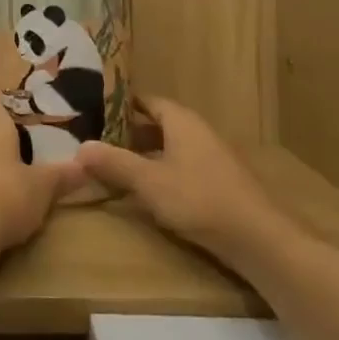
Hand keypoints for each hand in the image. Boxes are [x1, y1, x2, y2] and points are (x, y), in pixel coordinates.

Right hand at [77, 96, 277, 261]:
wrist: (259, 239)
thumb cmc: (199, 200)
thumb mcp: (149, 182)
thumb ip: (114, 163)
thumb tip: (79, 147)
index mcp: (181, 120)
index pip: (146, 100)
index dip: (120, 104)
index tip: (94, 111)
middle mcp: (197, 130)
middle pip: (158, 123)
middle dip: (129, 132)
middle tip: (99, 141)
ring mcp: (211, 156)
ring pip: (170, 146)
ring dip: (146, 154)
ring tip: (117, 166)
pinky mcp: (220, 181)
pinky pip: (182, 165)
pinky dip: (163, 170)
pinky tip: (149, 190)